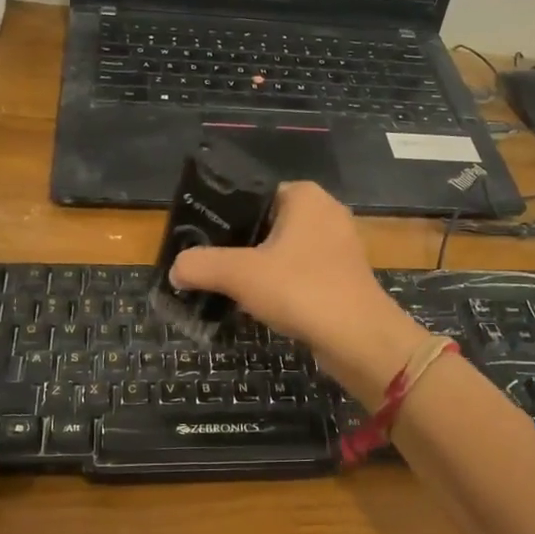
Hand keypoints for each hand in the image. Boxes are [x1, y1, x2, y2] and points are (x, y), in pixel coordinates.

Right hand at [169, 182, 429, 407]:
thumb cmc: (301, 290)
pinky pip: (301, 272)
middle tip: (207, 266)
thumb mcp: (240, 274)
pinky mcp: (344, 276)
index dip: (223, 216)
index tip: (199, 240)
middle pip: (266, 224)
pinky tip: (260, 305)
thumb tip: (175, 268)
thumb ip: (202, 265)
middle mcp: (325, 212)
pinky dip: (280, 285)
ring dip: (258, 269)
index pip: (252, 195)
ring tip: (226, 287)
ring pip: (284, 251)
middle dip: (238, 246)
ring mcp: (339, 245)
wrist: (359, 339)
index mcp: (305, 196)